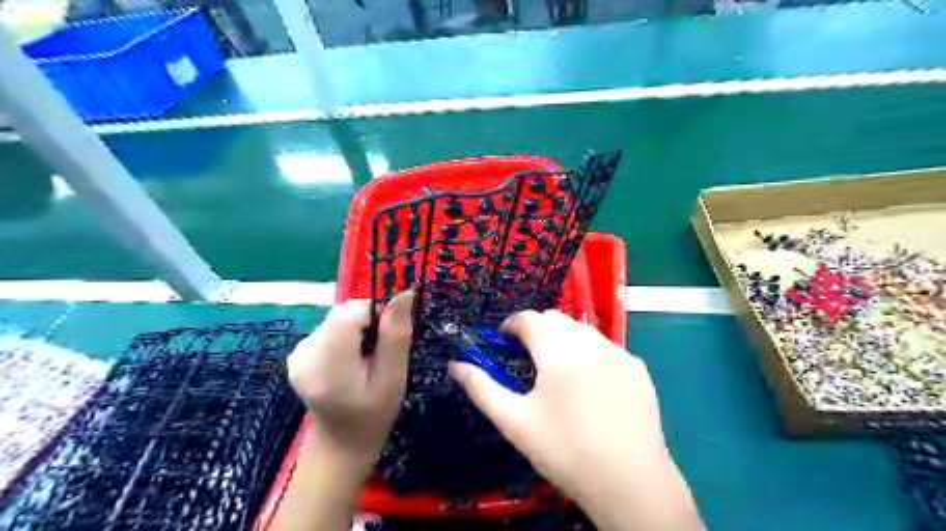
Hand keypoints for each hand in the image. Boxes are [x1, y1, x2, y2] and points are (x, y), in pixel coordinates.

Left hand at [270, 293, 410, 530]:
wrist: (340, 443)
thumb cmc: (373, 415)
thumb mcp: (393, 378)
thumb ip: (396, 335)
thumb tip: (404, 293)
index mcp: (327, 365)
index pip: (349, 313)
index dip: (376, 313)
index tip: (390, 336)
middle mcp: (305, 353)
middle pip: (343, 313)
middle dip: (369, 322)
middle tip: (381, 352)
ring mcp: (298, 352)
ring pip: (338, 318)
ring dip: (359, 329)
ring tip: (367, 358)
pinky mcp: (298, 352)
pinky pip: (330, 328)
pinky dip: (347, 335)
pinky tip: (352, 359)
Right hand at [448, 310, 701, 530]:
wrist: (630, 482)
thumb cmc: (565, 450)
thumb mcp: (515, 421)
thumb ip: (481, 388)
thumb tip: (455, 365)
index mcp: (558, 350)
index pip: (528, 318)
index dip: (510, 324)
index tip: (502, 340)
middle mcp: (590, 341)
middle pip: (555, 318)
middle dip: (536, 329)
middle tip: (527, 356)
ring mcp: (618, 353)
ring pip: (582, 330)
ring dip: (563, 338)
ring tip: (557, 369)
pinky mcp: (638, 368)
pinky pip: (606, 347)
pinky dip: (590, 352)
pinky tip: (590, 384)